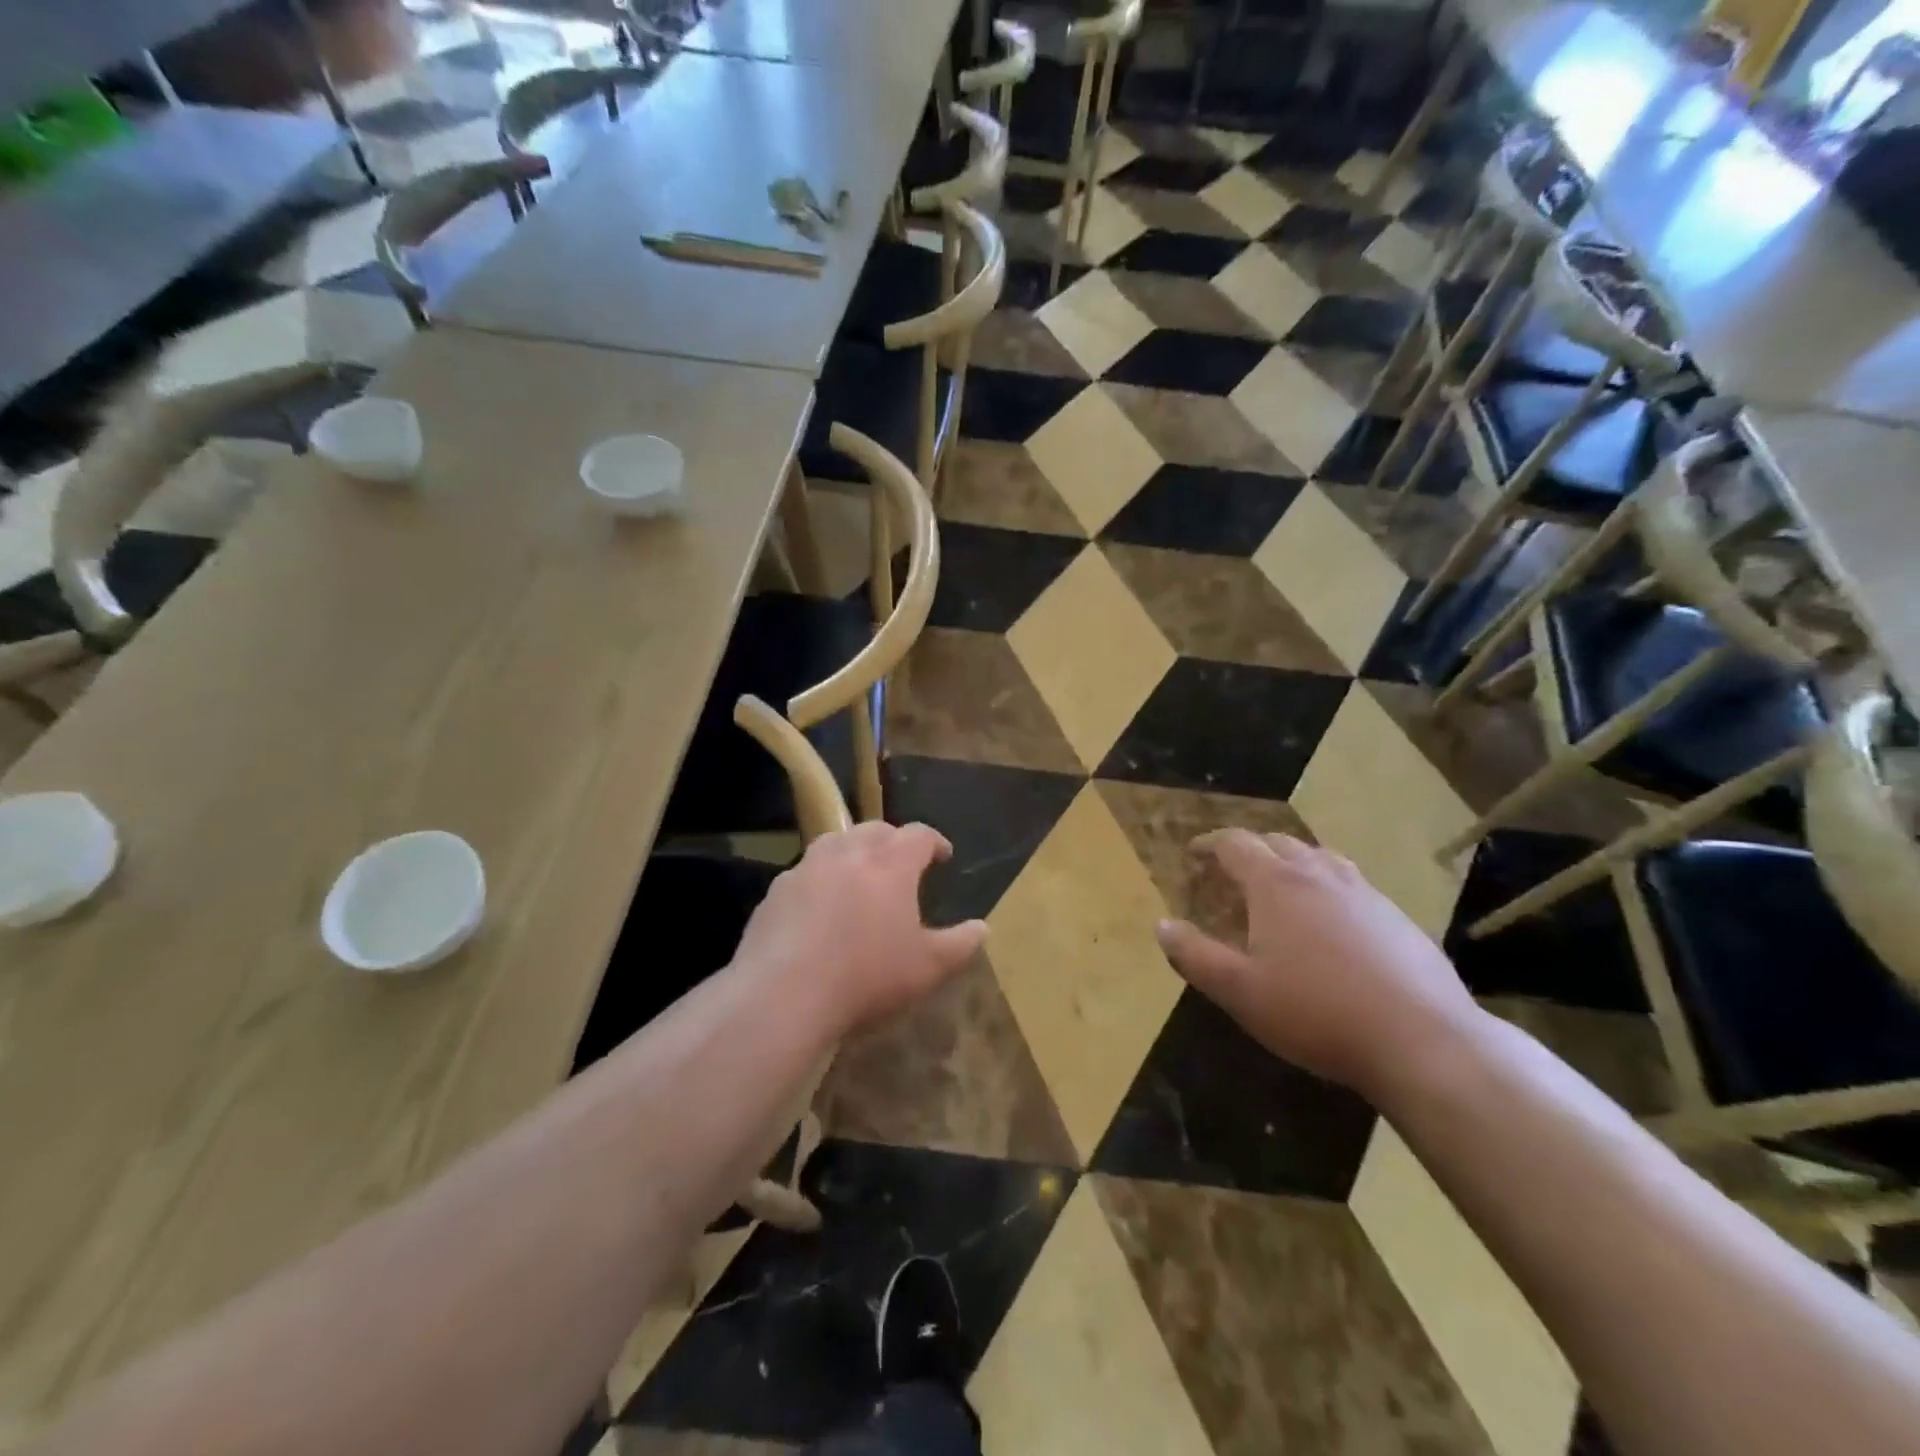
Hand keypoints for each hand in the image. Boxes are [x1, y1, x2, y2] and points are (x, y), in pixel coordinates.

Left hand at [734, 822, 987, 1033]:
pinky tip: (819, 905)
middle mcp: (848, 853)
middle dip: (894, 840)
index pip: (919, 835)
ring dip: (853, 850)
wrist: (783, 993)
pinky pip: (804, 872)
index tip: (942, 855)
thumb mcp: (928, 968)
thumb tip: (983, 929)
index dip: (934, 841)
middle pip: (876, 829)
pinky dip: (820, 878)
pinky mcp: (776, 891)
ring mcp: (807, 868)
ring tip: (860, 873)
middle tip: (902, 861)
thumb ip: (960, 945)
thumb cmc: (867, 976)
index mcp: (890, 863)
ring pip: (836, 842)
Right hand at [1154, 831, 1482, 1099]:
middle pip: (1277, 843)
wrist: (1421, 1040)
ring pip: (1319, 858)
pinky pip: (1351, 885)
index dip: (1210, 844)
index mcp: (1276, 883)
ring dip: (1291, 863)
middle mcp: (1319, 874)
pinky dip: (1327, 888)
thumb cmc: (1316, 1011)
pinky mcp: (1397, 917)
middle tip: (1232, 873)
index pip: (1235, 844)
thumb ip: (1194, 955)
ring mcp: (1364, 892)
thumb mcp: (1240, 991)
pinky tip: (1332, 923)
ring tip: (1280, 888)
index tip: (1193, 853)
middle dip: (1249, 850)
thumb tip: (1162, 925)